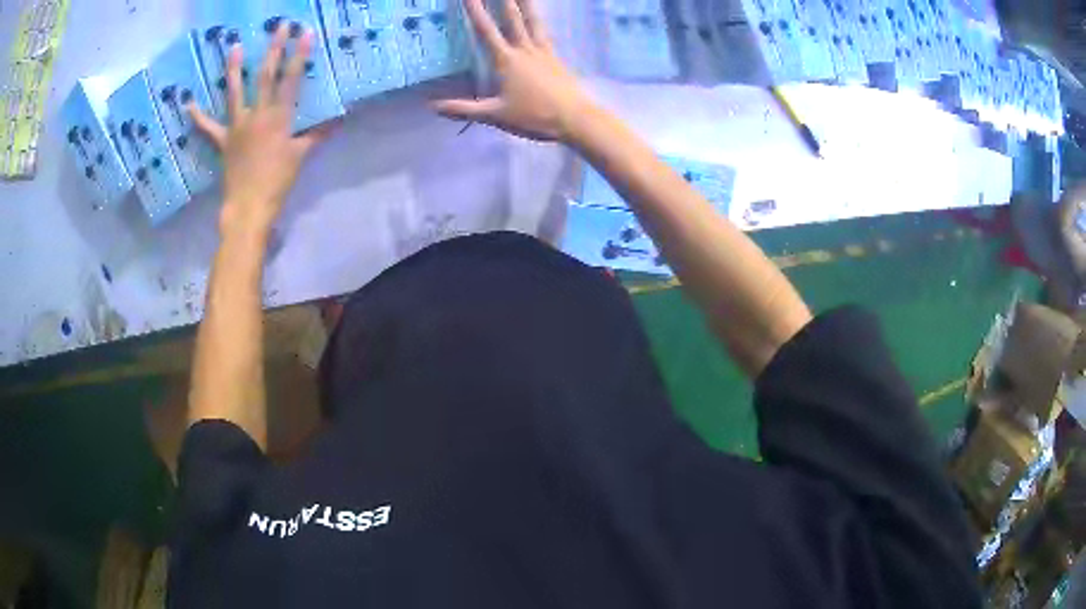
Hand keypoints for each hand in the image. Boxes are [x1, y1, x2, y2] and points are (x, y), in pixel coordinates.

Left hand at [189, 24, 334, 235]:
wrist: (248, 206)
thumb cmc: (277, 182)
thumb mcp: (300, 157)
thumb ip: (316, 135)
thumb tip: (336, 121)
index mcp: (279, 117)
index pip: (292, 79)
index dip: (299, 55)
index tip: (305, 33)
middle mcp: (257, 114)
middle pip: (265, 76)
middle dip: (273, 48)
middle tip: (279, 26)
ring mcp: (237, 126)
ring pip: (235, 92)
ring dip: (234, 68)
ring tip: (233, 46)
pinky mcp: (222, 140)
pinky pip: (207, 127)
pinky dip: (198, 116)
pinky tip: (188, 103)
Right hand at [434, 0, 593, 141]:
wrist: (574, 119)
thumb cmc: (534, 116)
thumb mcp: (495, 115)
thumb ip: (463, 109)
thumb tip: (433, 106)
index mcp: (507, 60)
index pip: (486, 30)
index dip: (476, 11)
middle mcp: (525, 50)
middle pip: (513, 18)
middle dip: (504, 0)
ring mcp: (543, 51)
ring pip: (532, 20)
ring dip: (526, 3)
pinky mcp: (555, 57)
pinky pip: (544, 32)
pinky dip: (539, 21)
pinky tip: (538, 18)